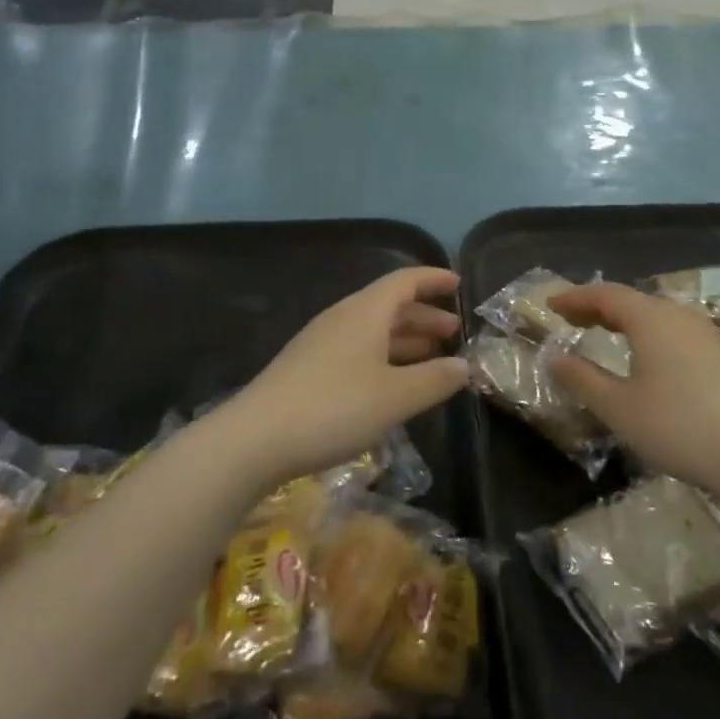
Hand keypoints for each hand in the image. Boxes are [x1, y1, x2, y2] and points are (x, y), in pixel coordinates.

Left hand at [226, 268, 466, 484]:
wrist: (255, 439)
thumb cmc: (334, 408)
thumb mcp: (395, 397)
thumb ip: (434, 380)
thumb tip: (464, 366)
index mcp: (365, 312)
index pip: (405, 281)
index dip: (433, 279)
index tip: (458, 285)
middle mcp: (343, 318)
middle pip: (390, 305)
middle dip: (424, 316)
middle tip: (453, 332)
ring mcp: (322, 343)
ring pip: (373, 330)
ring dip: (404, 339)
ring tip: (432, 357)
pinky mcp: (309, 368)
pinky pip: (357, 350)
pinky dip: (384, 357)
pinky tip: (392, 383)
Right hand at [547, 283, 719, 497]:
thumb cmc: (678, 426)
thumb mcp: (618, 407)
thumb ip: (582, 378)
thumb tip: (555, 358)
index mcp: (650, 318)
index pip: (604, 294)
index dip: (574, 297)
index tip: (550, 304)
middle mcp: (678, 315)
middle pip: (631, 300)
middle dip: (597, 307)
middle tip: (570, 319)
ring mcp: (705, 334)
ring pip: (655, 315)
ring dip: (624, 320)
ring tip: (603, 334)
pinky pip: (674, 330)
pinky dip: (647, 333)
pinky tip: (646, 357)